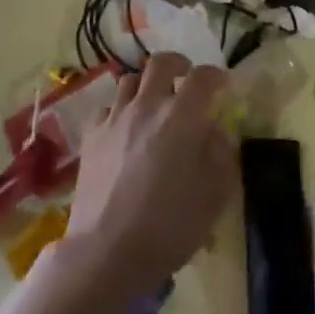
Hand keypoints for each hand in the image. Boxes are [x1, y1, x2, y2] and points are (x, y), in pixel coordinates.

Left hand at [61, 53, 236, 308]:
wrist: (107, 250)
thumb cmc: (169, 226)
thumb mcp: (214, 196)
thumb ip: (221, 155)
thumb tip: (217, 131)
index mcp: (182, 117)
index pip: (202, 77)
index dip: (216, 76)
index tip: (223, 86)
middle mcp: (147, 106)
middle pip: (160, 63)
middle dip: (178, 65)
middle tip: (186, 80)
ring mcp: (114, 119)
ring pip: (129, 81)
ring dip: (146, 86)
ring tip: (154, 104)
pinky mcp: (91, 136)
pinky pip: (107, 108)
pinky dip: (119, 111)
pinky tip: (124, 130)